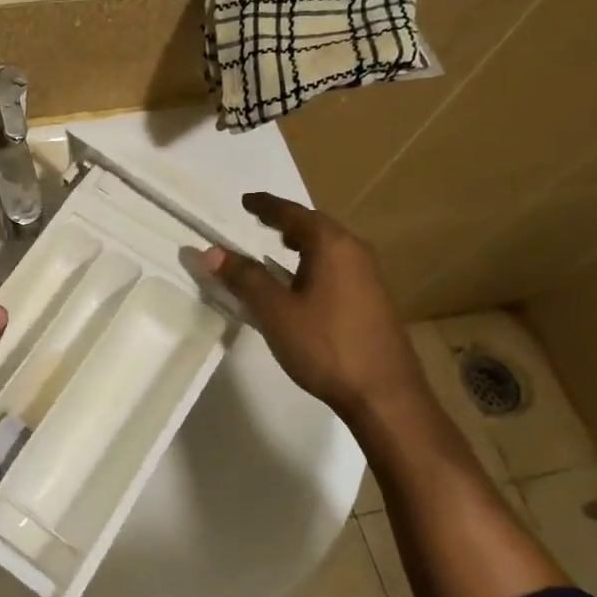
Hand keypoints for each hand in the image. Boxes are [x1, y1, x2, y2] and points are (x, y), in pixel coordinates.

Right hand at [203, 193, 427, 419]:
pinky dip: (314, 262)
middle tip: (259, 221)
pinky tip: (302, 283)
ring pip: (329, 248)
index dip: (266, 206)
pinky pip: (337, 266)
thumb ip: (244, 278)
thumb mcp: (275, 311)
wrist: (385, 395)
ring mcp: (368, 277)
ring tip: (278, 247)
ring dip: (302, 243)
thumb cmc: (326, 346)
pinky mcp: (373, 300)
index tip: (246, 201)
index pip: (293, 214)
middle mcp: (354, 253)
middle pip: (316, 226)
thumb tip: (211, 252)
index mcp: (332, 246)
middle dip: (286, 222)